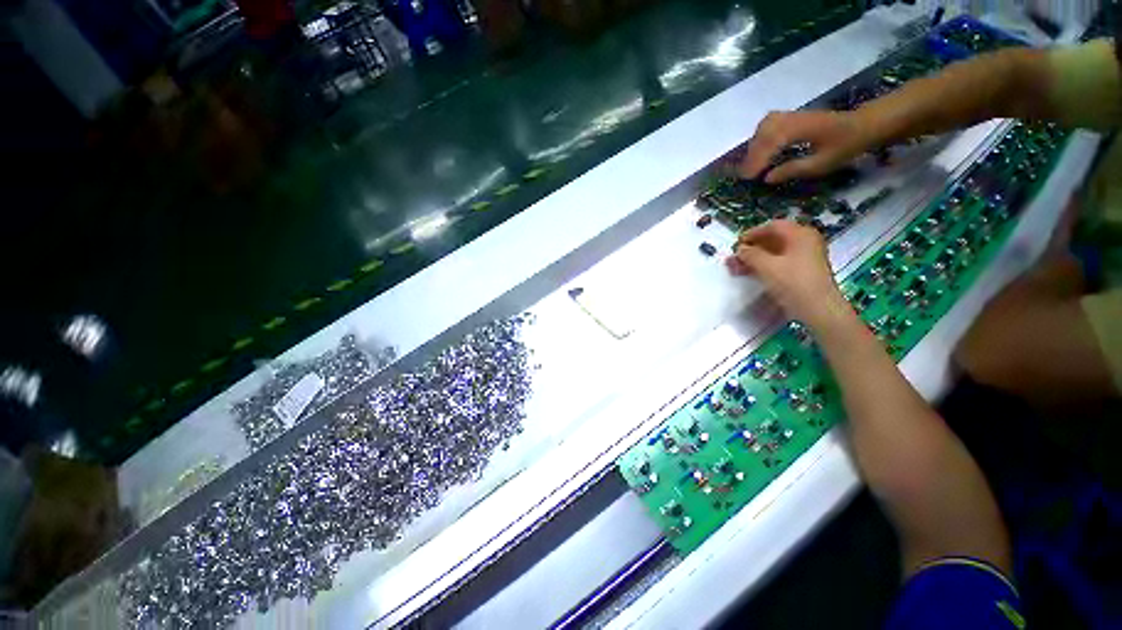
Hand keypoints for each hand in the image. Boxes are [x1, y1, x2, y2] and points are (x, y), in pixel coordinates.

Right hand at [727, 220, 848, 325]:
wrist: (818, 308)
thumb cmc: (793, 282)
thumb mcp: (767, 266)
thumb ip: (750, 254)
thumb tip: (741, 249)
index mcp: (800, 234)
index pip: (773, 226)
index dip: (752, 233)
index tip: (736, 243)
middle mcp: (805, 242)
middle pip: (774, 240)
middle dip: (752, 248)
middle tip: (735, 258)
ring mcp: (806, 257)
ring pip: (775, 253)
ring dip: (755, 259)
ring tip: (737, 268)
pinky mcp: (803, 271)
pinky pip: (780, 263)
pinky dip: (764, 266)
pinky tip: (751, 274)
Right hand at [738, 111, 869, 183]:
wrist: (863, 124)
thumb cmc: (845, 146)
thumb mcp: (822, 164)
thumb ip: (793, 170)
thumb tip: (767, 178)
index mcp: (802, 128)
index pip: (771, 143)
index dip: (758, 161)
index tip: (749, 178)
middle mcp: (793, 118)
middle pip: (764, 133)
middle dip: (753, 155)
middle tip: (748, 175)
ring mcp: (792, 115)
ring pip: (763, 127)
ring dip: (755, 146)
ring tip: (753, 164)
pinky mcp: (791, 117)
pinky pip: (768, 124)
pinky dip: (760, 138)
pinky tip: (760, 150)